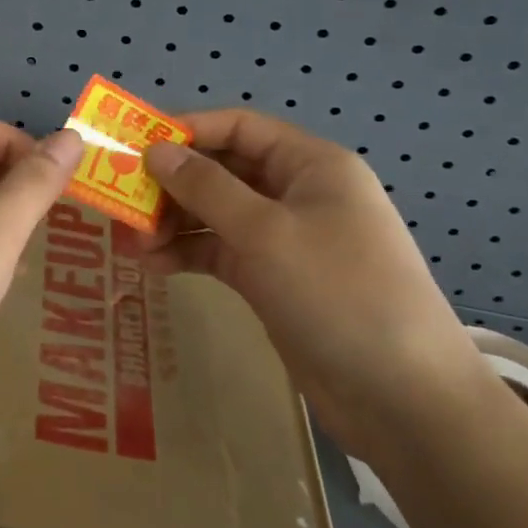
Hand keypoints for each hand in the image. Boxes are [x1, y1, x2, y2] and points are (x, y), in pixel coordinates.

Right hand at [131, 109, 486, 457]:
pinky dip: (190, 254)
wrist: (404, 399)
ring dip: (175, 222)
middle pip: (223, 170)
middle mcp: (296, 193)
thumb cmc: (338, 292)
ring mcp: (285, 238)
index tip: (136, 147)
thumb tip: (155, 150)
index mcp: (310, 165)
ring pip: (217, 213)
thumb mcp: (265, 232)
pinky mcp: (274, 279)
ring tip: (132, 243)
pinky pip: (222, 252)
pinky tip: (155, 266)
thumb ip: (205, 187)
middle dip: (173, 184)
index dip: (186, 131)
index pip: (238, 128)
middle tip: (124, 202)